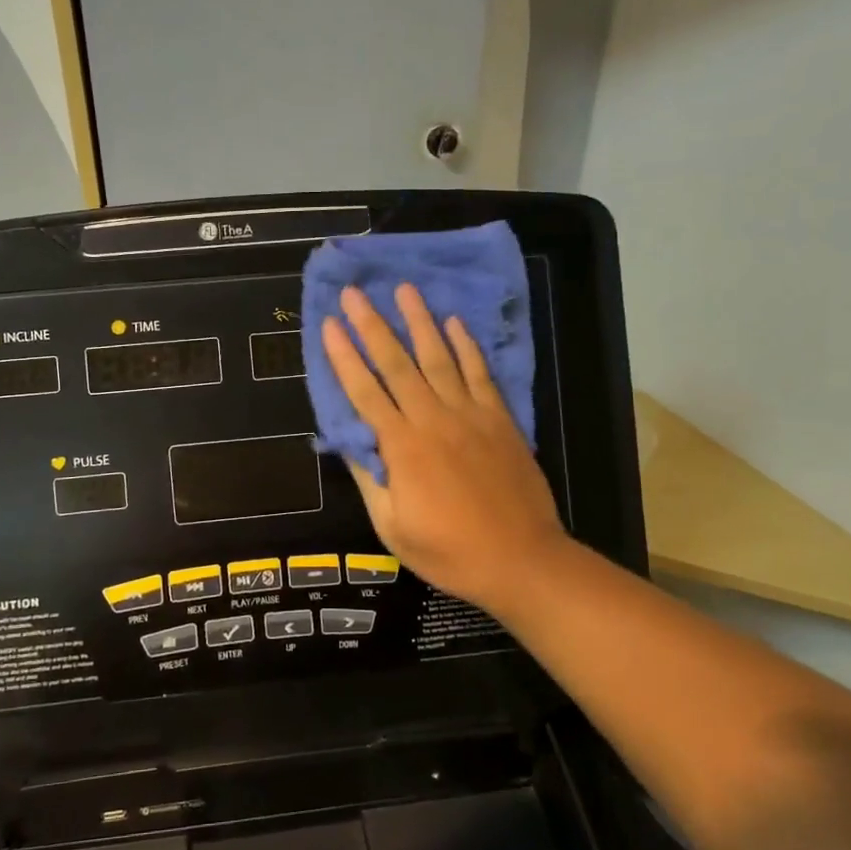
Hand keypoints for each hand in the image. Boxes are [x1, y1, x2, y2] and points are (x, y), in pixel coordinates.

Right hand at [322, 284, 571, 617]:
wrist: (521, 560)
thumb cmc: (449, 551)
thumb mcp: (393, 527)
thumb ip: (370, 479)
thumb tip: (349, 440)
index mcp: (401, 447)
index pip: (364, 392)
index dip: (343, 356)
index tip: (329, 325)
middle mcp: (432, 420)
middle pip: (396, 364)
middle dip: (372, 325)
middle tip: (355, 292)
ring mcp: (470, 415)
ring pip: (439, 358)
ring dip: (419, 322)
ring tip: (404, 289)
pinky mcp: (500, 419)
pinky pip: (480, 374)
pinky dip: (467, 346)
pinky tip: (456, 322)